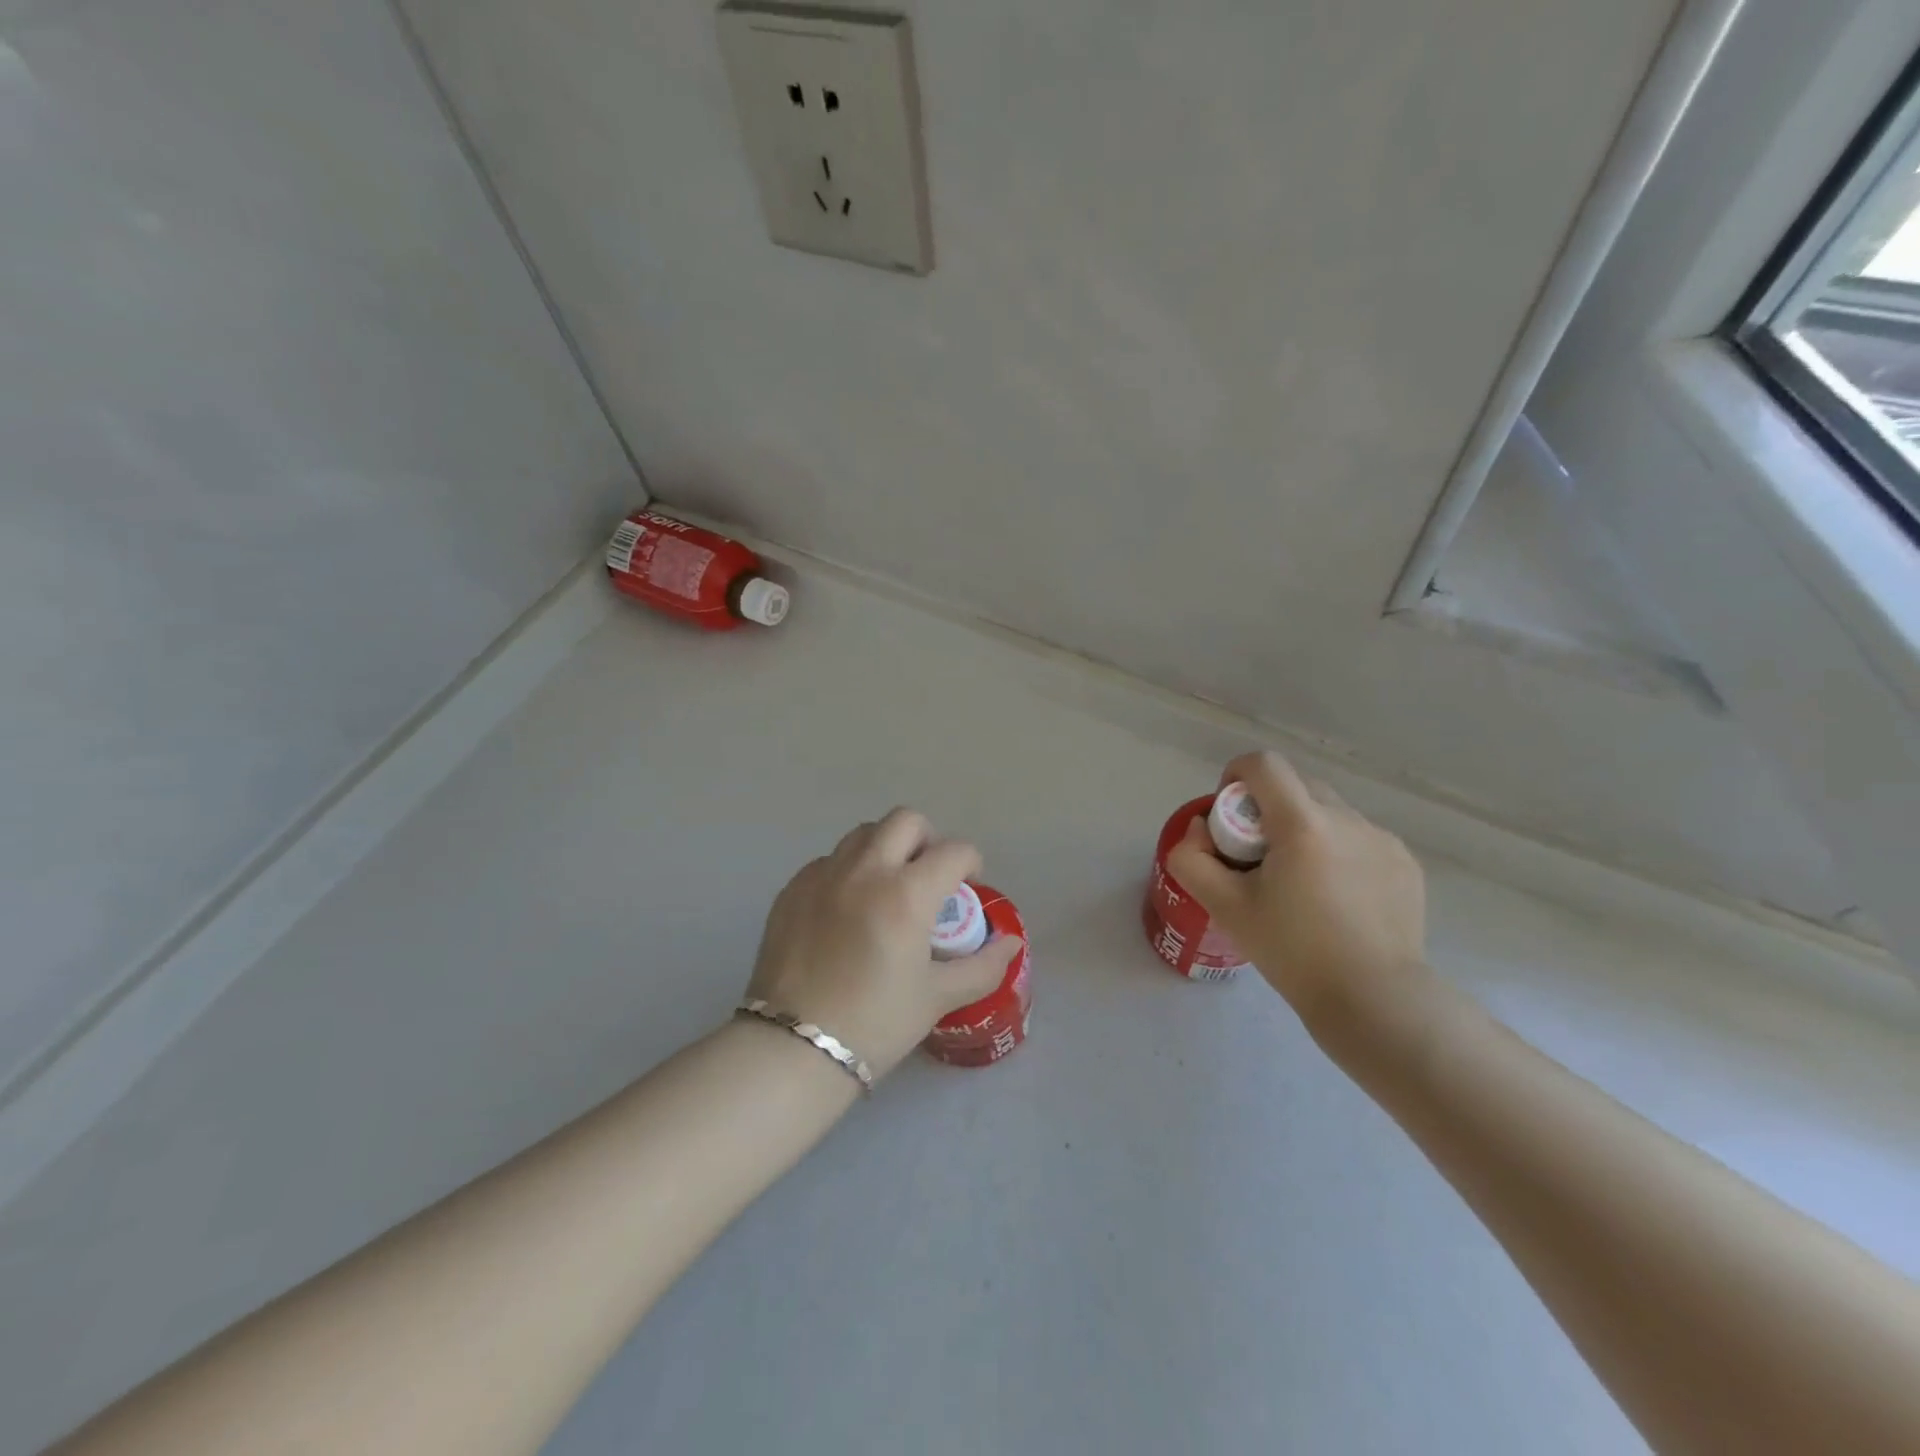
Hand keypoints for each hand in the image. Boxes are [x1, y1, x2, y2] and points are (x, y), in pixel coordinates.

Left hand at [746, 808, 1023, 1079]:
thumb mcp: (937, 997)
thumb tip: (1011, 943)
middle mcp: (865, 871)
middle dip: (928, 839)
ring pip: (863, 833)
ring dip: (886, 848)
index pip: (954, 851)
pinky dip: (848, 870)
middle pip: (906, 821)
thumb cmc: (875, 1023)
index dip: (971, 863)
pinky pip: (829, 860)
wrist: (793, 1049)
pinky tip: (847, 908)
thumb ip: (983, 966)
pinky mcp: (792, 889)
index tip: (969, 886)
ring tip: (888, 887)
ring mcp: (823, 875)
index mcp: (906, 894)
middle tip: (929, 875)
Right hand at [1165, 751, 1427, 1028]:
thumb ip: (1192, 859)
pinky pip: (1359, 838)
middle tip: (1258, 858)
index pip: (1264, 764)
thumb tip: (1201, 830)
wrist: (1374, 1000)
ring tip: (1301, 884)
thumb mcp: (1224, 907)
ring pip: (1329, 813)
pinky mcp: (1406, 864)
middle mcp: (1347, 819)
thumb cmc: (1293, 951)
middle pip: (1296, 786)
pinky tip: (1337, 899)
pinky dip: (1338, 852)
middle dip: (1268, 808)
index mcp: (1302, 824)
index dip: (1236, 776)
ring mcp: (1383, 840)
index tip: (1230, 817)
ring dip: (1305, 830)